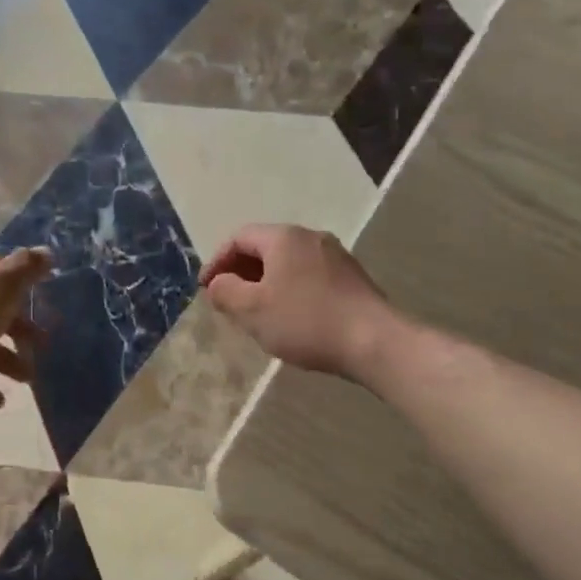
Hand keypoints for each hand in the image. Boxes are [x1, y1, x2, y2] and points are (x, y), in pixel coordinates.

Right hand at [200, 224, 396, 379]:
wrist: (374, 342)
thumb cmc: (305, 321)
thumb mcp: (252, 310)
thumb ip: (226, 292)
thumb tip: (217, 282)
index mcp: (283, 238)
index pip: (239, 237)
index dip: (217, 261)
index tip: (206, 289)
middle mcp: (310, 237)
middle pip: (265, 247)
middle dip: (241, 272)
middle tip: (228, 300)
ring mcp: (335, 256)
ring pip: (288, 262)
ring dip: (266, 282)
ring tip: (256, 311)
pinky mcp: (351, 278)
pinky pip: (308, 275)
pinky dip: (290, 289)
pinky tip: (290, 317)